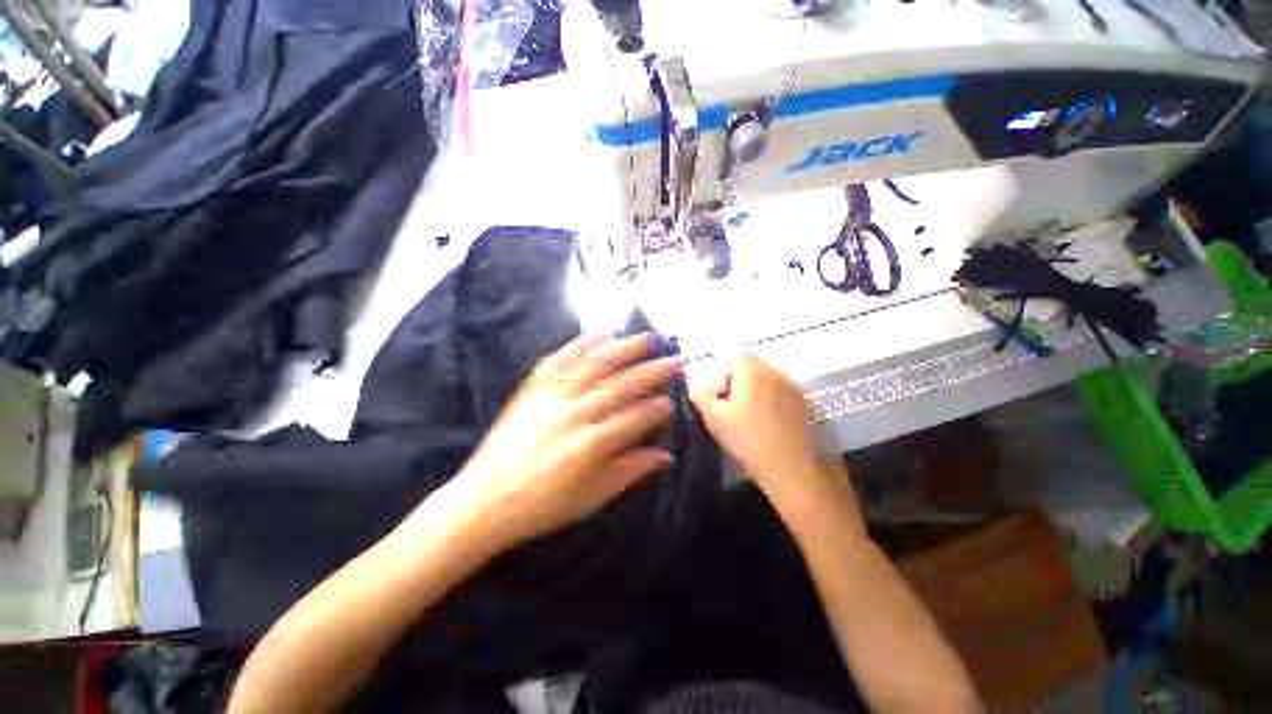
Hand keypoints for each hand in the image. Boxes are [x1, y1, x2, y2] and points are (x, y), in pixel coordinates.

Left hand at [452, 333, 678, 549]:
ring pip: (596, 365)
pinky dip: (581, 344)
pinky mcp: (534, 388)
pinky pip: (561, 360)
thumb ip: (630, 471)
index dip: (657, 408)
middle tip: (674, 359)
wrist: (485, 499)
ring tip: (648, 338)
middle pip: (622, 386)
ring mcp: (554, 396)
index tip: (671, 400)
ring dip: (625, 349)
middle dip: (652, 371)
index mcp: (593, 444)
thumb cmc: (543, 505)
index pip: (636, 418)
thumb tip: (665, 455)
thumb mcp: (592, 497)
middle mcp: (577, 413)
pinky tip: (599, 334)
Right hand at [688, 353, 860, 528]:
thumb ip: (700, 395)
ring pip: (768, 379)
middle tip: (734, 411)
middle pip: (752, 367)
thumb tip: (695, 383)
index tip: (722, 402)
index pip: (734, 360)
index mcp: (753, 373)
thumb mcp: (715, 419)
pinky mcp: (807, 404)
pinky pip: (783, 392)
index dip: (723, 378)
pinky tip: (771, 425)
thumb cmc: (749, 441)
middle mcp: (775, 373)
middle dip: (739, 383)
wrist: (794, 471)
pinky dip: (773, 401)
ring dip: (756, 391)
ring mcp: (794, 388)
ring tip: (753, 420)